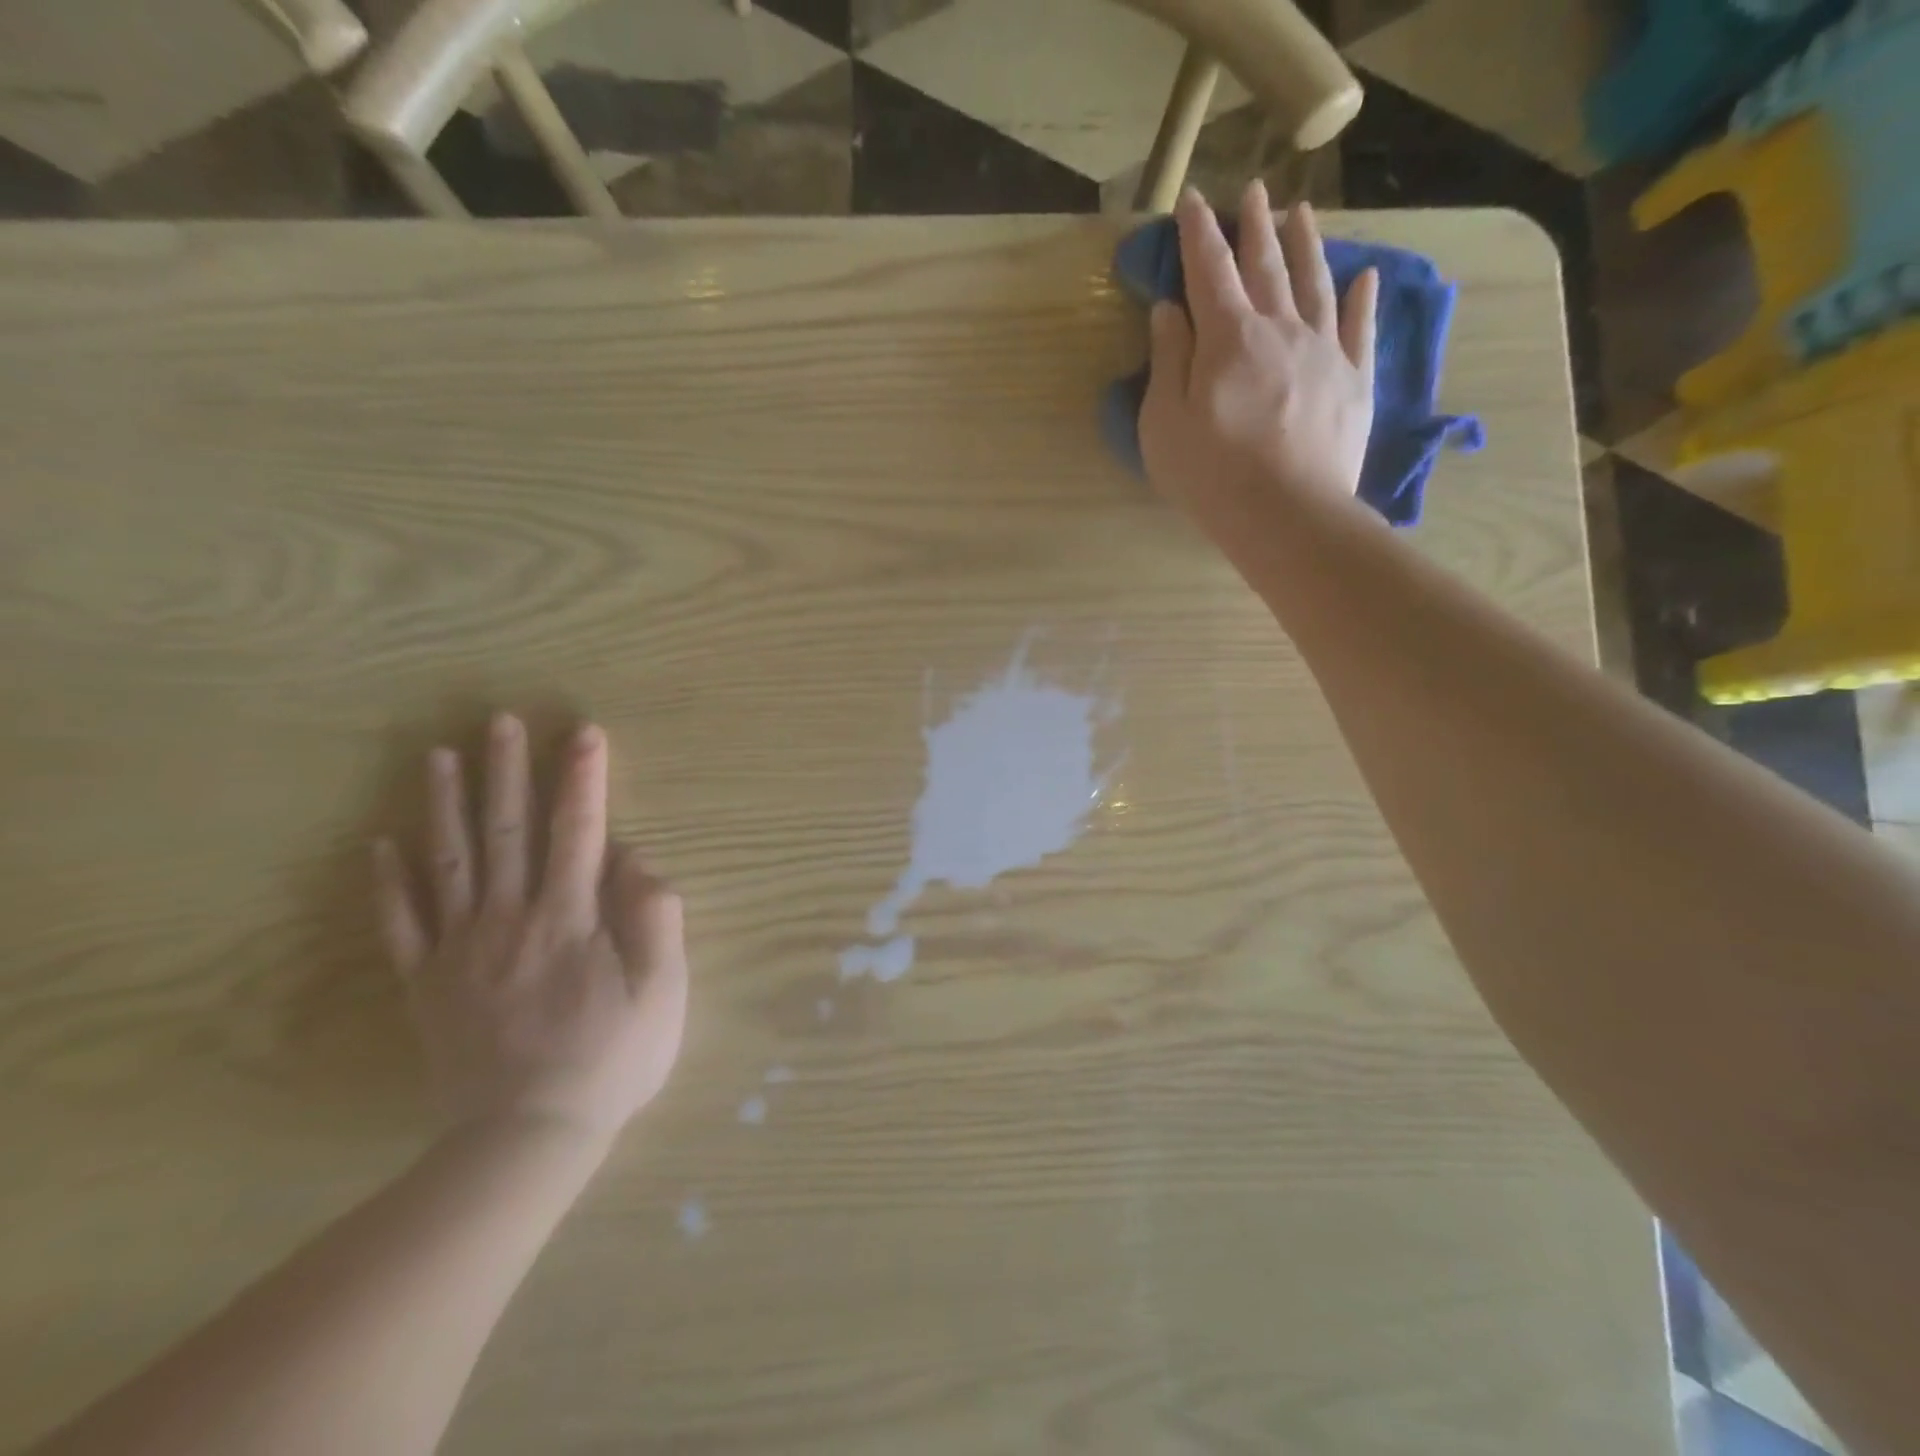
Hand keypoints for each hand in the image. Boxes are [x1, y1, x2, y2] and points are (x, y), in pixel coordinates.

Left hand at [372, 716, 687, 1142]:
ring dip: (446, 806)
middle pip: (509, 833)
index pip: (579, 832)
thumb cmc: (612, 1059)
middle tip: (501, 721)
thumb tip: (634, 858)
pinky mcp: (427, 985)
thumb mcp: (663, 990)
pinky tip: (381, 844)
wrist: (528, 1137)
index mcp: (571, 918)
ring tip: (440, 756)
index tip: (583, 732)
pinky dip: (389, 883)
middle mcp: (511, 919)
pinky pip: (402, 925)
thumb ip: (654, 916)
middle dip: (509, 772)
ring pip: (450, 864)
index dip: (583, 779)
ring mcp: (461, 950)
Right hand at [1139, 182, 1377, 527]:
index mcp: (1227, 337)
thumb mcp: (1165, 424)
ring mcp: (1323, 350)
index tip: (1192, 200)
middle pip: (1265, 265)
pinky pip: (1359, 327)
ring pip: (1315, 282)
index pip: (1209, 270)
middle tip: (1252, 191)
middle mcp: (1279, 328)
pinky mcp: (1354, 380)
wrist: (1288, 513)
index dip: (1198, 233)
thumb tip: (1169, 310)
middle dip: (1254, 225)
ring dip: (1306, 245)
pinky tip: (1363, 277)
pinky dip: (1361, 299)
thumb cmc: (1212, 475)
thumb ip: (1168, 362)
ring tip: (1301, 212)